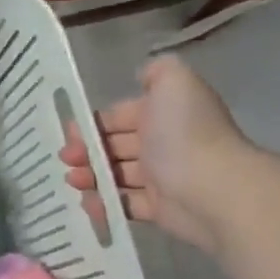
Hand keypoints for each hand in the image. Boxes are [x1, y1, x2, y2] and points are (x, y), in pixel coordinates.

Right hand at [59, 55, 251, 252]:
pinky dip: (104, 204)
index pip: (121, 116)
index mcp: (163, 114)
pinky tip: (89, 202)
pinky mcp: (158, 209)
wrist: (213, 188)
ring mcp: (161, 178)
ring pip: (116, 175)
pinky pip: (124, 204)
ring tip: (73, 180)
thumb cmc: (186, 133)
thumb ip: (158, 70)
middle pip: (114, 146)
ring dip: (90, 176)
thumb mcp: (175, 82)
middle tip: (66, 158)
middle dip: (86, 150)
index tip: (70, 132)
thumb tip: (141, 75)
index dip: (94, 122)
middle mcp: (163, 144)